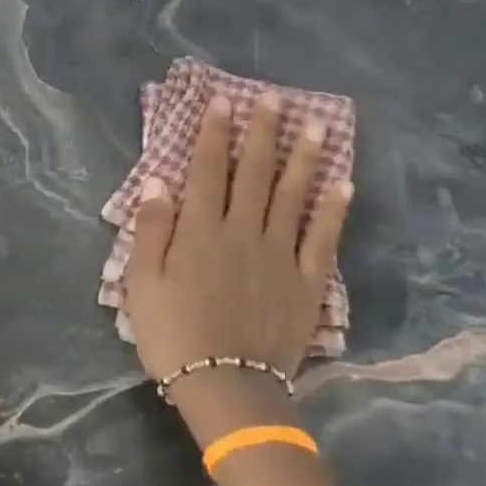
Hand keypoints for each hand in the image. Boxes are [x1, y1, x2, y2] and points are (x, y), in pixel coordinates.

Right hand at [123, 92, 351, 442]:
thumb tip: (158, 182)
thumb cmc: (173, 333)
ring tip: (317, 125)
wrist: (227, 387)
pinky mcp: (307, 282)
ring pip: (293, 196)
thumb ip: (151, 230)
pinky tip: (343, 184)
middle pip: (254, 173)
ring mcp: (280, 255)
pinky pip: (323, 239)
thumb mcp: (142, 282)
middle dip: (263, 133)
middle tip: (275, 98)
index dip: (214, 133)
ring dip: (305, 158)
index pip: (207, 170)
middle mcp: (243, 232)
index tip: (223, 101)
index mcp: (200, 231)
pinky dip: (334, 210)